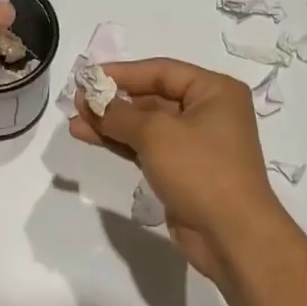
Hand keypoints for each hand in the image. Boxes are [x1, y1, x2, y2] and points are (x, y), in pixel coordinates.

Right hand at [68, 58, 287, 283]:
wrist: (231, 235)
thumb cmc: (201, 170)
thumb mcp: (156, 134)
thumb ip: (119, 114)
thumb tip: (91, 100)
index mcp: (215, 91)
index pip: (162, 71)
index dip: (122, 72)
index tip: (87, 76)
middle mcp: (208, 112)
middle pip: (153, 97)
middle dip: (114, 100)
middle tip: (77, 102)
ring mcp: (195, 144)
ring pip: (146, 125)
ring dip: (111, 123)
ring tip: (75, 121)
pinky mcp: (182, 170)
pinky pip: (147, 148)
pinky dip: (120, 142)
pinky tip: (91, 137)